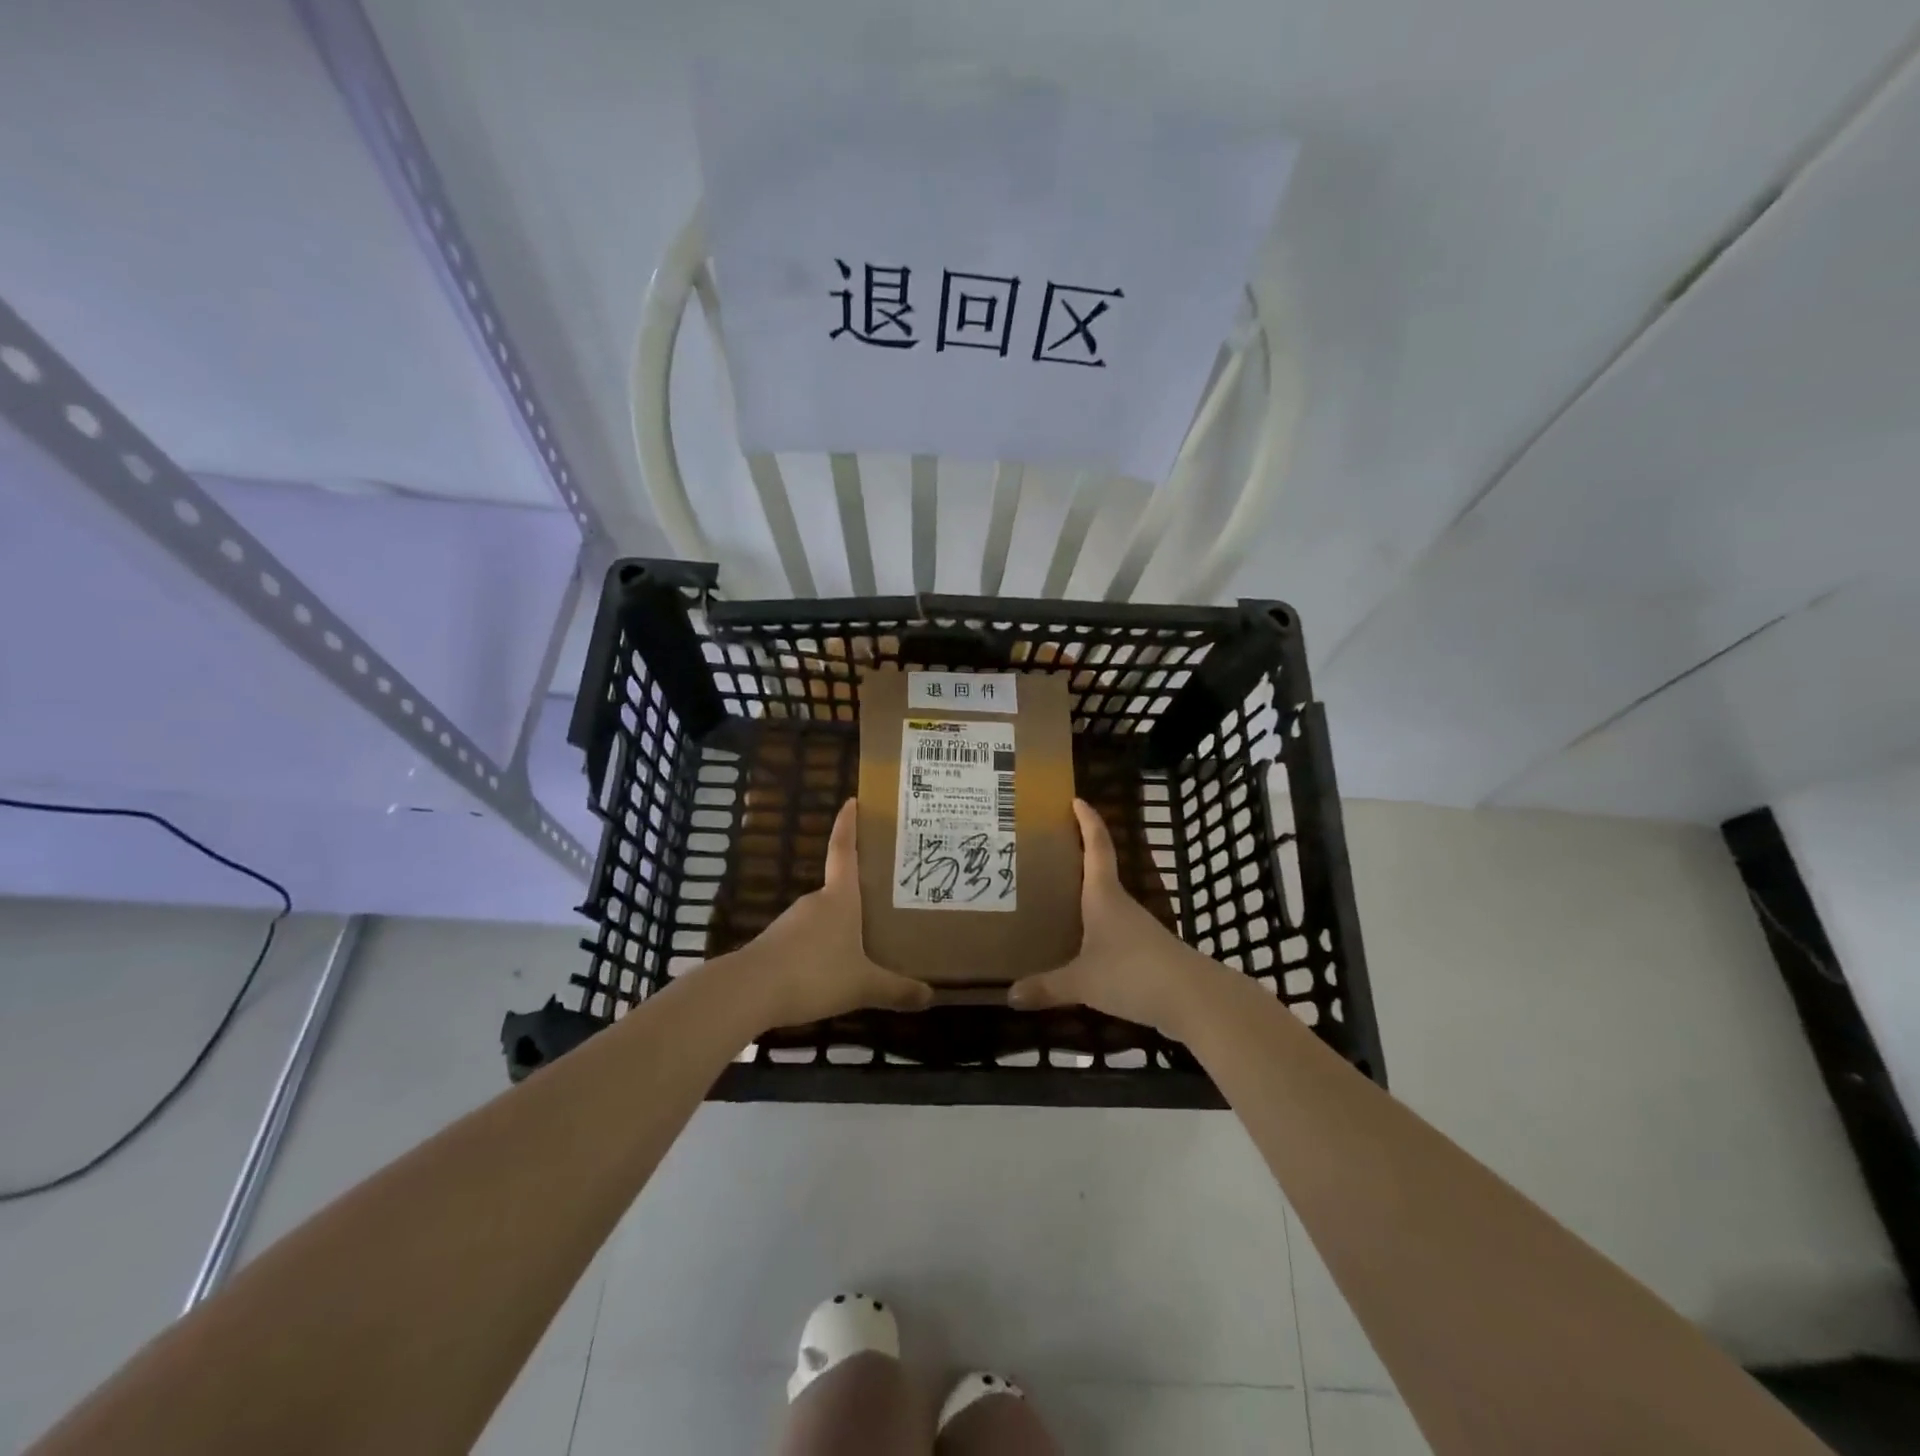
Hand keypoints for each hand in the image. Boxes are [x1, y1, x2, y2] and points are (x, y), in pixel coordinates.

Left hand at [727, 799, 933, 1030]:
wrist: (750, 992)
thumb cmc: (815, 973)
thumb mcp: (863, 986)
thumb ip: (896, 990)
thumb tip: (931, 997)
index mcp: (840, 898)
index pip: (844, 850)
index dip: (848, 825)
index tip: (852, 801)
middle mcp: (816, 901)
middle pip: (839, 887)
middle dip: (859, 892)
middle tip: (885, 898)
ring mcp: (792, 922)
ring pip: (824, 917)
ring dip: (842, 925)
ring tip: (867, 941)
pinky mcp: (777, 944)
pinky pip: (808, 939)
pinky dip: (823, 947)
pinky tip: (833, 969)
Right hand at [1007, 799, 1227, 1039]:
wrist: (1194, 1000)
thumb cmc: (1132, 973)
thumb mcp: (1082, 982)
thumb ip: (1047, 987)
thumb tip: (1009, 995)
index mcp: (1104, 896)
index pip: (1098, 847)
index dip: (1088, 822)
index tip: (1077, 800)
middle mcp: (1121, 905)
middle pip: (1100, 872)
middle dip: (1078, 859)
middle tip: (1048, 852)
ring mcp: (1137, 928)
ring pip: (1106, 904)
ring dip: (1086, 897)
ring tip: (1055, 901)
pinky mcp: (1147, 952)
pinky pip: (1113, 932)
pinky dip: (1095, 930)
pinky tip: (1081, 947)